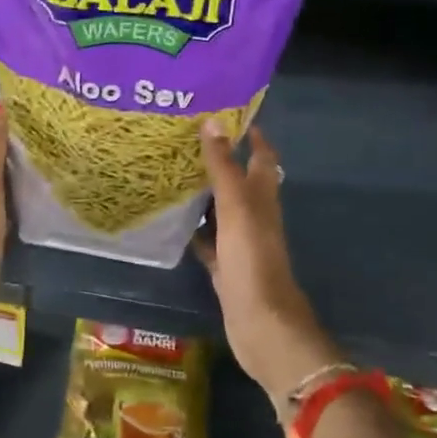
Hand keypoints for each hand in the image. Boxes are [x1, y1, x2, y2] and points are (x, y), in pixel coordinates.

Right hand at [195, 121, 338, 399]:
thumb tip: (213, 120)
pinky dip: (195, 229)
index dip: (253, 136)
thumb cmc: (253, 260)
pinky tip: (173, 221)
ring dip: (205, 193)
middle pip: (240, 182)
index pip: (262, 158)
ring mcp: (240, 243)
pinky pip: (208, 240)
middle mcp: (255, 217)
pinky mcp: (226, 267)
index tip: (230, 113)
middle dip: (222, 160)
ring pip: (222, 210)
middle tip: (188, 139)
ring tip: (174, 171)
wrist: (262, 324)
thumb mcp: (237, 208)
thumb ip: (223, 167)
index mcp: (263, 199)